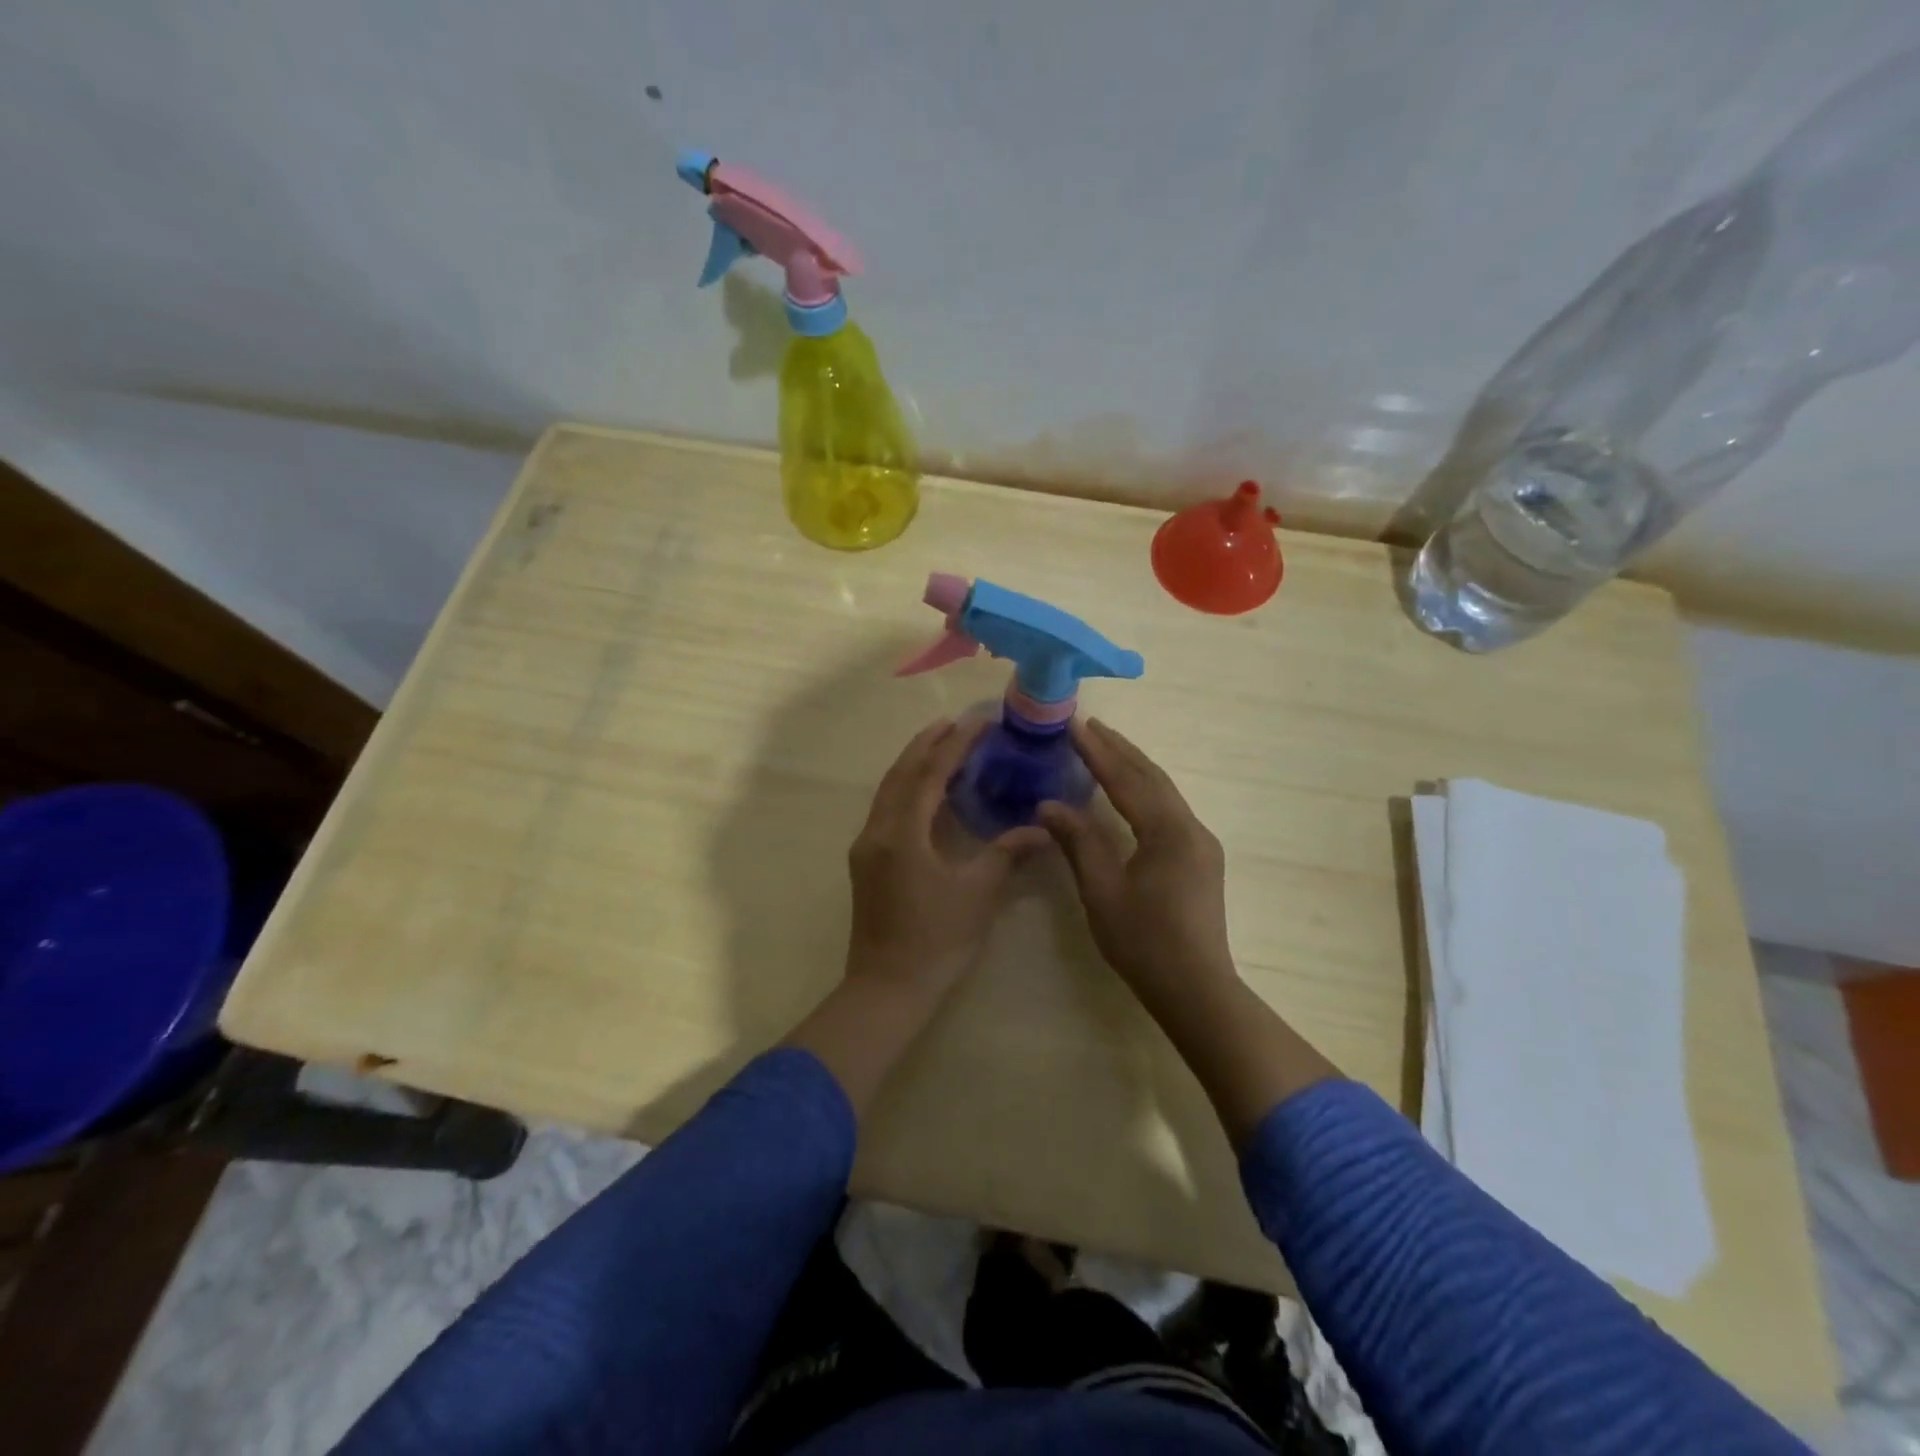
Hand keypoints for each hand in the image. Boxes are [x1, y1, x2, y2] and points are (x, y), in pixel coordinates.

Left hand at [845, 718, 1046, 999]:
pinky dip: (906, 788)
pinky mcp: (866, 861)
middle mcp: (877, 830)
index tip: (979, 721)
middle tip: (956, 722)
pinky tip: (926, 791)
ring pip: (889, 789)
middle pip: (901, 772)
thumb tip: (1042, 828)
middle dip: (927, 743)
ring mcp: (867, 846)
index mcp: (902, 833)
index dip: (956, 744)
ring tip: (941, 744)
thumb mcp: (978, 894)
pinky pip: (886, 808)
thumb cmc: (936, 941)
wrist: (887, 988)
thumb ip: (1007, 853)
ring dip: (914, 763)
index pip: (930, 774)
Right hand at [1039, 719, 1235, 1014]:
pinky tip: (1130, 791)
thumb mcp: (1102, 891)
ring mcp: (1200, 843)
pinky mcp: (1200, 859)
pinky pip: (1170, 810)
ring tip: (1106, 747)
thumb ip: (1078, 842)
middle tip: (1090, 724)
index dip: (1098, 752)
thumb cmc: (1144, 942)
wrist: (1197, 989)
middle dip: (1119, 749)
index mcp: (1167, 831)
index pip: (1127, 780)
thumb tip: (1049, 805)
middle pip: (1151, 777)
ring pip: (1164, 792)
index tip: (1075, 725)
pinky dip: (1145, 790)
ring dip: (1134, 767)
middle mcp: (1190, 827)